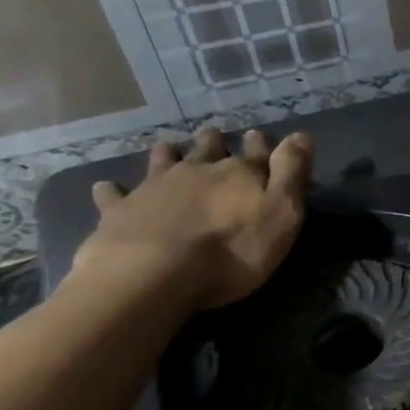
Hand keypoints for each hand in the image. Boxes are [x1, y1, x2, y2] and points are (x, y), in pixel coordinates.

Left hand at [71, 127, 312, 309]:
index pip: (256, 151)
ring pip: (163, 160)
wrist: (155, 274)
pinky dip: (113, 190)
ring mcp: (155, 187)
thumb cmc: (233, 250)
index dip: (261, 144)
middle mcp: (198, 170)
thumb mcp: (282, 214)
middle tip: (213, 137)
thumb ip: (292, 174)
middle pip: (208, 148)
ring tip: (168, 150)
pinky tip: (108, 188)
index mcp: (240, 173)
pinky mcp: (120, 210)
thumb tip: (301, 135)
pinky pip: (113, 194)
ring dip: (168, 154)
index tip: (259, 137)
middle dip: (214, 141)